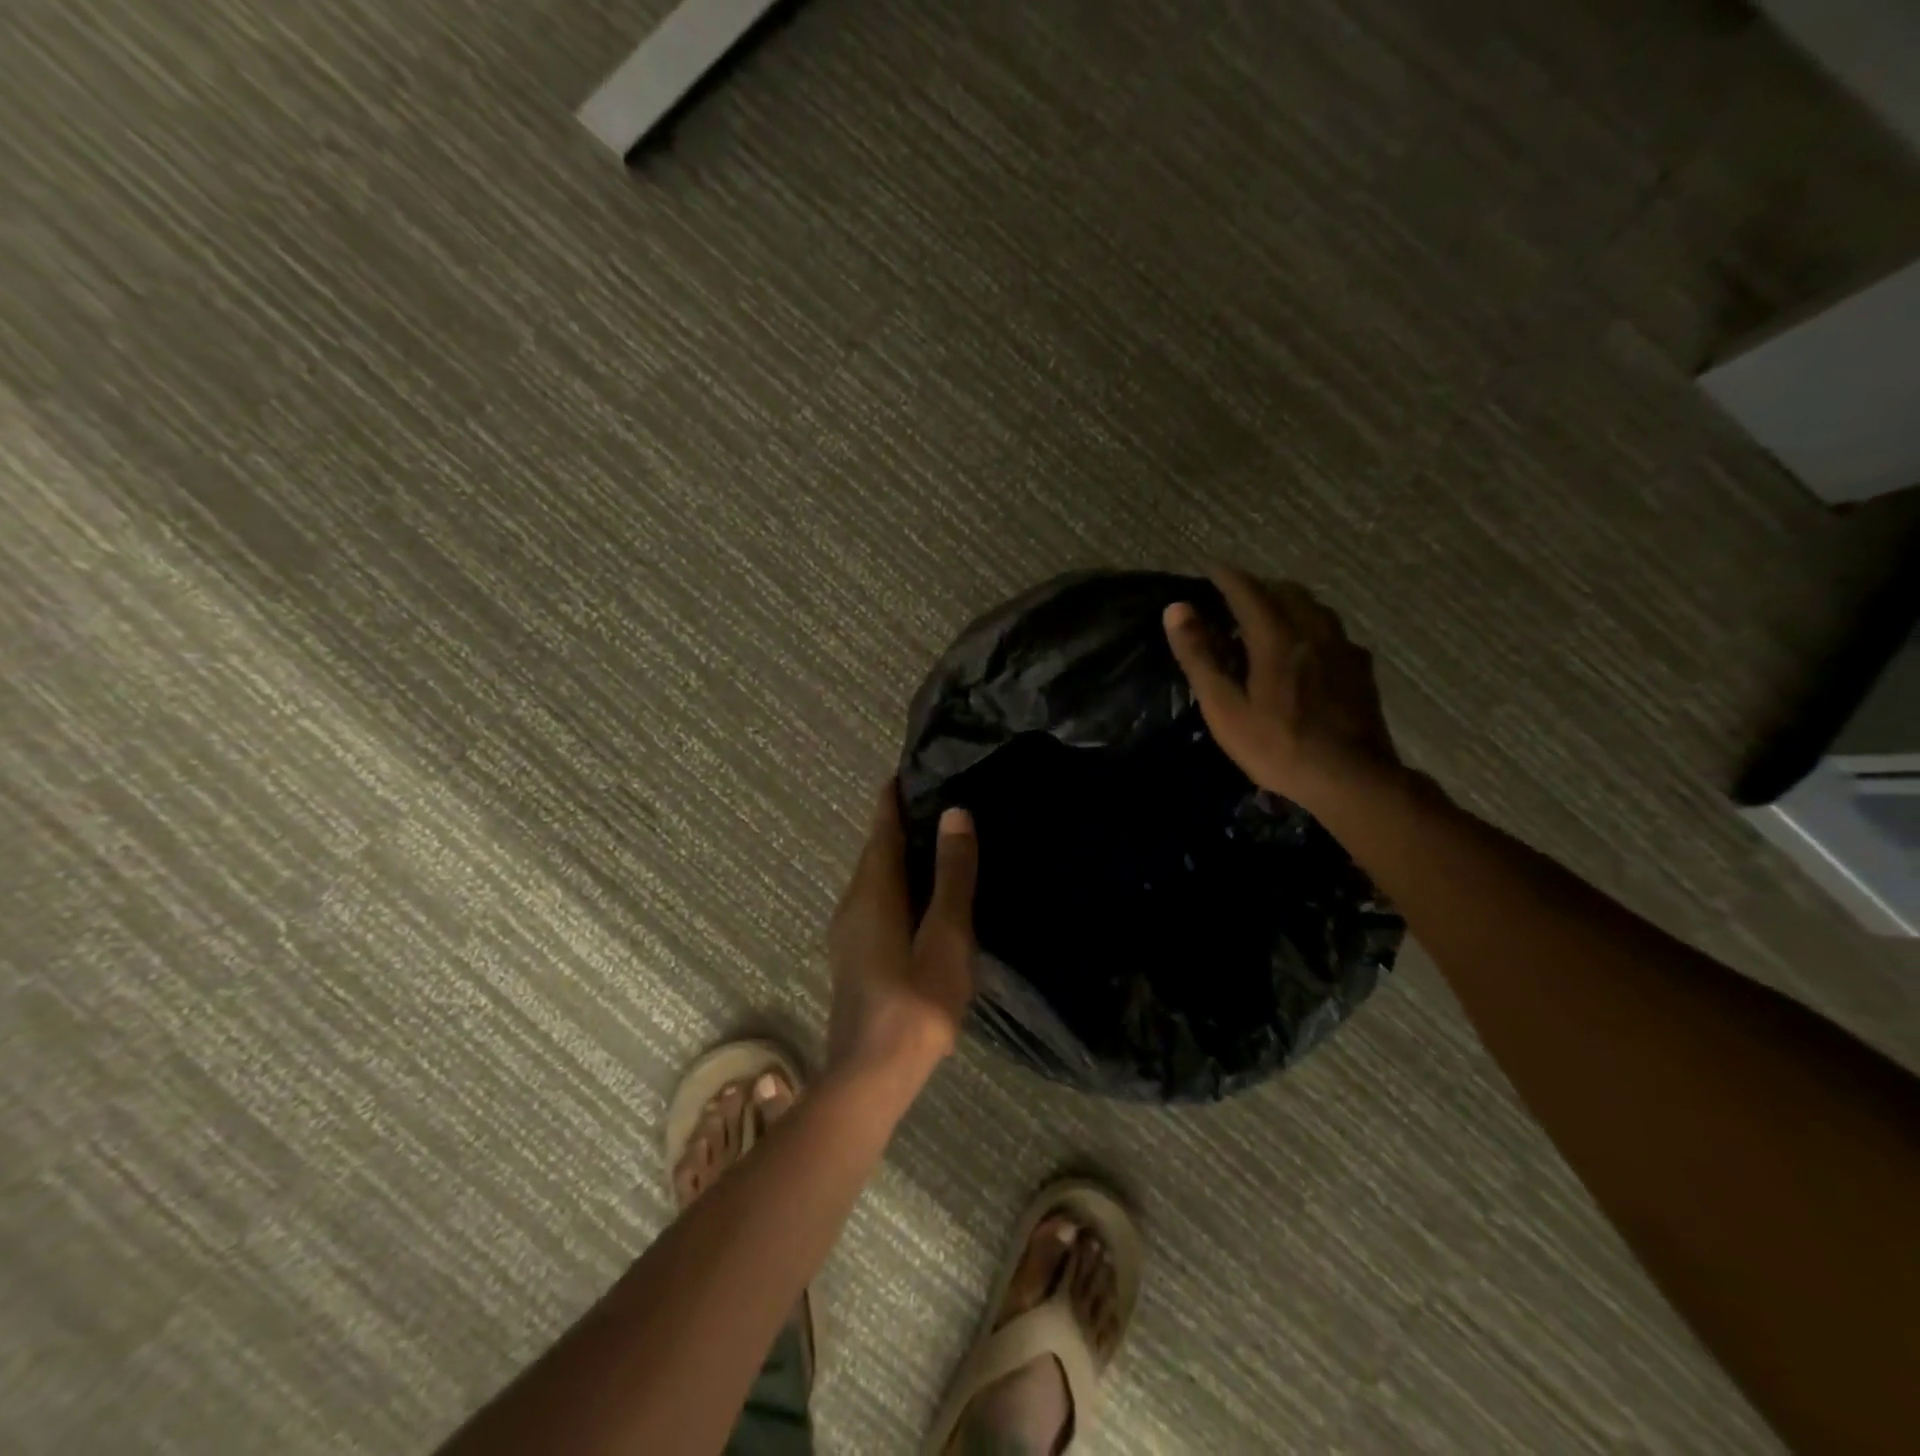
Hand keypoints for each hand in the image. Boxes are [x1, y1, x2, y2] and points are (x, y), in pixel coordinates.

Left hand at [825, 784, 978, 1077]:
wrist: (871, 1076)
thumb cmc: (915, 1003)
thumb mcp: (945, 937)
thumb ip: (952, 876)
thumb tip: (955, 813)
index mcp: (872, 891)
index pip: (882, 827)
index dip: (895, 796)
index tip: (916, 768)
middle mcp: (853, 902)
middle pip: (876, 849)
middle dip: (902, 822)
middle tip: (942, 800)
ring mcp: (849, 931)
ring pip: (876, 877)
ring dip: (901, 854)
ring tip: (940, 842)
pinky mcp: (855, 954)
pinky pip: (877, 900)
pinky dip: (899, 883)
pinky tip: (925, 897)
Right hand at [1163, 566, 1400, 808]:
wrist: (1351, 779)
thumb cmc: (1278, 746)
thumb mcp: (1225, 708)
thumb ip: (1200, 656)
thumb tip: (1177, 610)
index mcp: (1277, 638)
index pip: (1248, 592)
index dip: (1226, 577)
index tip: (1208, 568)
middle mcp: (1313, 632)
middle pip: (1286, 592)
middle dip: (1258, 586)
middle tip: (1234, 595)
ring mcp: (1343, 649)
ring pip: (1314, 608)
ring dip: (1287, 602)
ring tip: (1268, 615)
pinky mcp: (1360, 669)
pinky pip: (1332, 631)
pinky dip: (1310, 625)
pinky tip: (1306, 647)